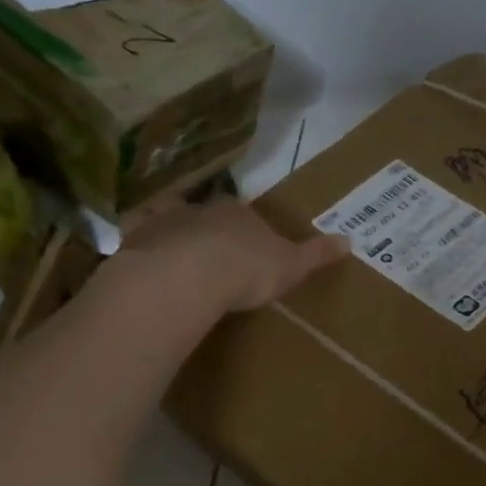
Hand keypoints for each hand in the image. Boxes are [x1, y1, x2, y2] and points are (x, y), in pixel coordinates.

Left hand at [113, 200, 349, 312]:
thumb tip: (350, 241)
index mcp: (241, 213)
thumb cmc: (247, 269)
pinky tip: (143, 269)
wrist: (187, 276)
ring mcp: (165, 223)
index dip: (249, 232)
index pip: (247, 216)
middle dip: (212, 234)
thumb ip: (317, 254)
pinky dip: (141, 252)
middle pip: (209, 218)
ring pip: (174, 228)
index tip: (251, 252)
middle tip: (217, 261)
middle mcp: (203, 209)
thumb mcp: (292, 265)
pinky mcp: (135, 242)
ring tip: (181, 269)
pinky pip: (139, 244)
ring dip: (177, 242)